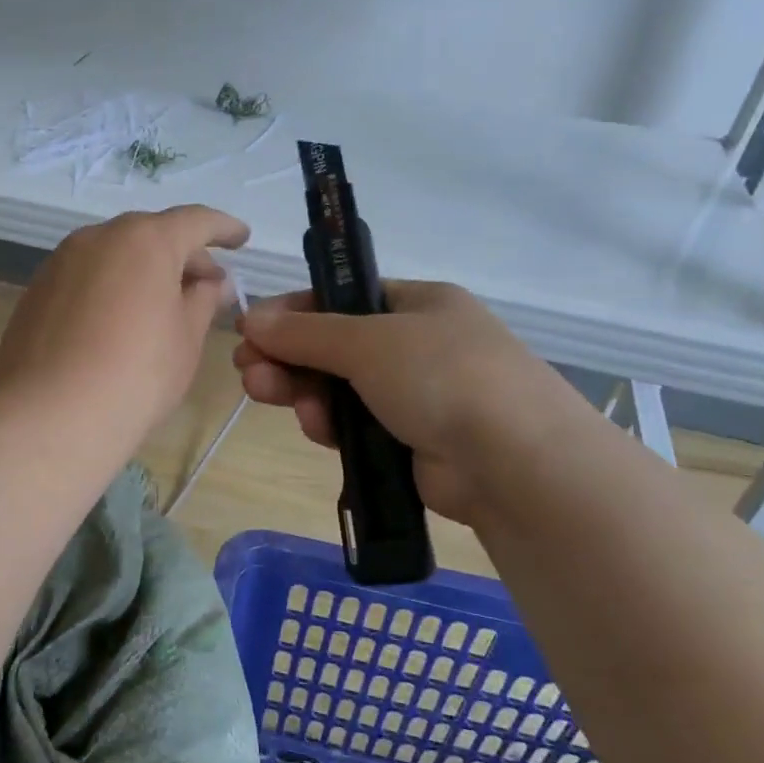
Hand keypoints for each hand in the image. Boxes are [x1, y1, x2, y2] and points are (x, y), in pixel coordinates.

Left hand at [0, 207, 249, 444]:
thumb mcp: (186, 338)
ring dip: (142, 270)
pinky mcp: (36, 291)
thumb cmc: (138, 374)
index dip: (223, 228)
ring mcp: (60, 262)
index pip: (195, 221)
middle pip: (150, 235)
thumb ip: (204, 300)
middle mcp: (98, 238)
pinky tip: (116, 322)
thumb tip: (213, 283)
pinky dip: (109, 287)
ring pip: (113, 254)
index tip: (241, 240)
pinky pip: (84, 277)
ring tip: (160, 305)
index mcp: (145, 240)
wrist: (52, 416)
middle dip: (182, 255)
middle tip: (205, 286)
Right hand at [234, 280, 581, 523]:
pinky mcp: (410, 441)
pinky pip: (355, 424)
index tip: (251, 328)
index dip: (294, 312)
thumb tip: (251, 319)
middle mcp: (418, 344)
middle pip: (335, 345)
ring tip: (264, 393)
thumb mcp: (367, 341)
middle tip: (248, 369)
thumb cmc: (442, 375)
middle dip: (289, 356)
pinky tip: (314, 427)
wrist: (515, 463)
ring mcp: (417, 395)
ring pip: (340, 387)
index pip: (342, 299)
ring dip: (302, 389)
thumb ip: (305, 331)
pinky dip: (330, 423)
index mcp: (418, 304)